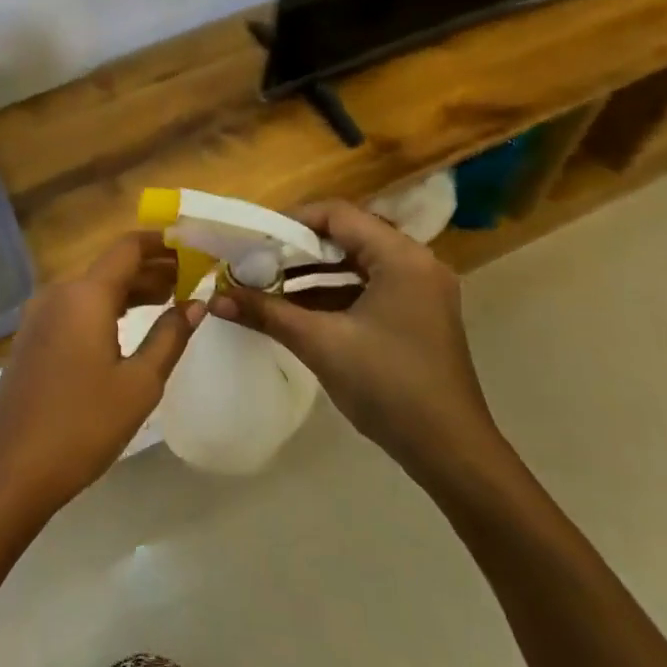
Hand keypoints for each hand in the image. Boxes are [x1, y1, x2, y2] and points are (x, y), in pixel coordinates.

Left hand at [0, 232, 203, 528]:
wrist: (12, 471)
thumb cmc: (83, 426)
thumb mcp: (139, 384)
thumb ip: (170, 337)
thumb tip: (195, 304)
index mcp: (84, 295)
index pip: (128, 248)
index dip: (162, 242)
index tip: (193, 246)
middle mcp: (57, 293)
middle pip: (110, 266)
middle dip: (151, 268)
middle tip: (191, 277)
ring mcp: (39, 316)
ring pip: (92, 287)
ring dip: (130, 289)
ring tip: (170, 298)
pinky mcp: (31, 338)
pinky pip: (74, 307)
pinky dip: (105, 307)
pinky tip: (129, 324)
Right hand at [210, 200, 506, 492]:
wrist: (450, 452)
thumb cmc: (388, 386)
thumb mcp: (321, 344)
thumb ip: (267, 313)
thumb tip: (216, 300)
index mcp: (401, 257)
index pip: (338, 215)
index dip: (292, 221)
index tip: (255, 237)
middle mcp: (416, 264)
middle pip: (348, 236)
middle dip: (298, 249)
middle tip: (256, 260)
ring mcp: (420, 291)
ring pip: (357, 264)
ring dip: (313, 273)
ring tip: (268, 283)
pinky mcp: (417, 316)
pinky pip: (368, 288)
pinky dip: (333, 293)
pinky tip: (297, 310)